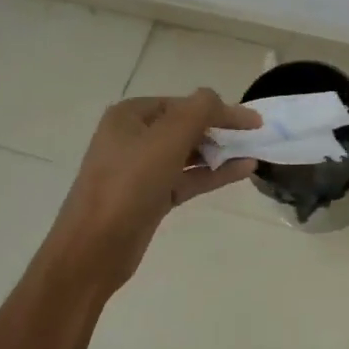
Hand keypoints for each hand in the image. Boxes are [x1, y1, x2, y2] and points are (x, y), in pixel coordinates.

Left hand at [44, 90, 259, 296]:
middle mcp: (134, 137)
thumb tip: (218, 99)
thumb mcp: (168, 139)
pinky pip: (188, 177)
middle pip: (187, 126)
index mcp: (131, 116)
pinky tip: (243, 170)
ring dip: (221, 152)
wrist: (94, 249)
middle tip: (255, 137)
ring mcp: (142, 169)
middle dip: (220, 130)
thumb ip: (199, 111)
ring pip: (190, 153)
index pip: (185, 103)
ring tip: (254, 152)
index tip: (254, 121)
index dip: (220, 109)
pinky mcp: (151, 196)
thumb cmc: (129, 184)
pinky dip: (214, 173)